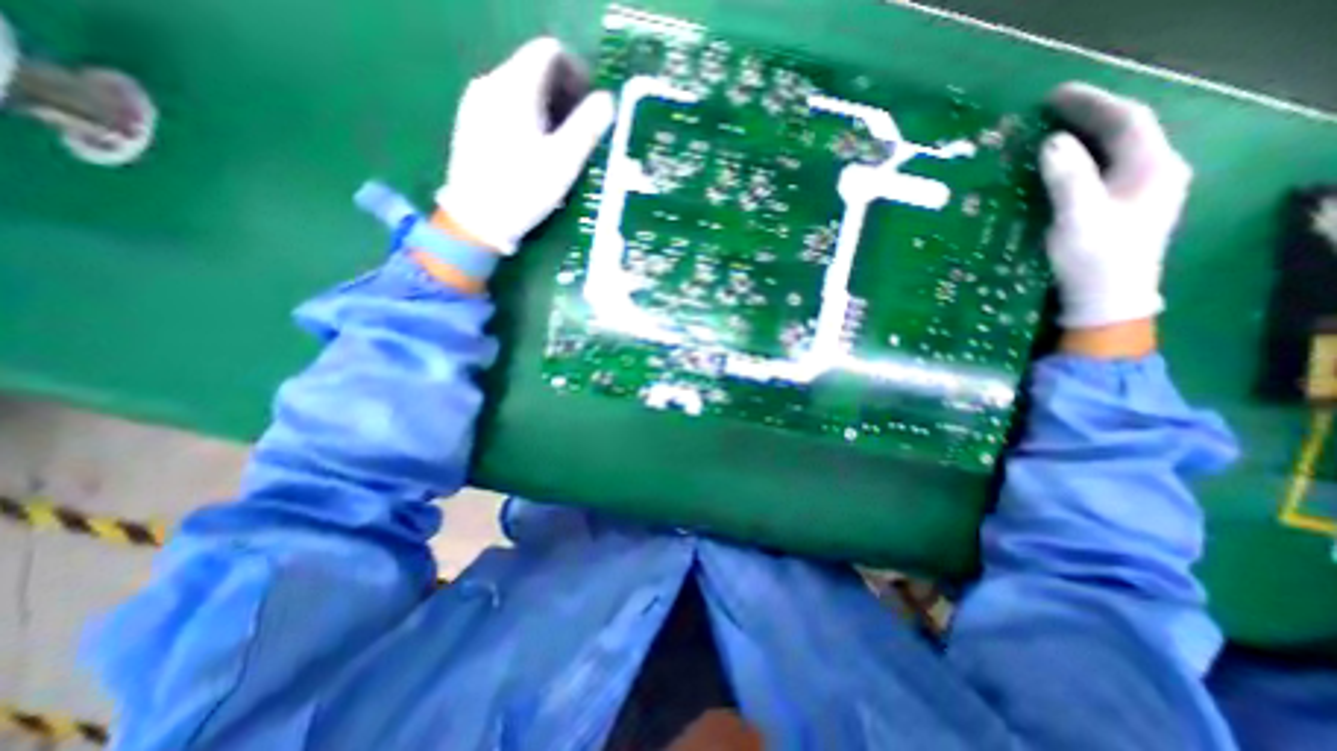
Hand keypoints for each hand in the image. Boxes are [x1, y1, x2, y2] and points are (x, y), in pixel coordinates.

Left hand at [437, 35, 617, 255]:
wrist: (476, 219)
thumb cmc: (523, 190)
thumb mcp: (563, 162)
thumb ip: (587, 127)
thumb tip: (607, 100)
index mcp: (514, 86)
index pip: (548, 52)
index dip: (576, 72)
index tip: (589, 105)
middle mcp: (491, 82)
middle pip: (533, 68)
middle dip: (563, 92)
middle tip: (579, 130)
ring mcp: (476, 101)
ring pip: (519, 87)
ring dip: (546, 106)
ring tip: (558, 144)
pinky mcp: (471, 122)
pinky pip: (504, 104)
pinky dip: (526, 116)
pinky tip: (532, 149)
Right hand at [1044, 79, 1190, 331]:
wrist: (1108, 298)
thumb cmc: (1094, 258)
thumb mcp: (1078, 217)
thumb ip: (1068, 178)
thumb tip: (1052, 142)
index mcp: (1152, 167)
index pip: (1126, 120)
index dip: (1091, 103)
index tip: (1053, 96)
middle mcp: (1156, 171)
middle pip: (1125, 131)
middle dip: (1088, 115)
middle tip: (1048, 110)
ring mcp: (1142, 190)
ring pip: (1116, 149)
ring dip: (1085, 135)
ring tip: (1052, 131)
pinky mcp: (1125, 206)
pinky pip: (1106, 168)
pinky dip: (1083, 158)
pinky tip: (1063, 164)